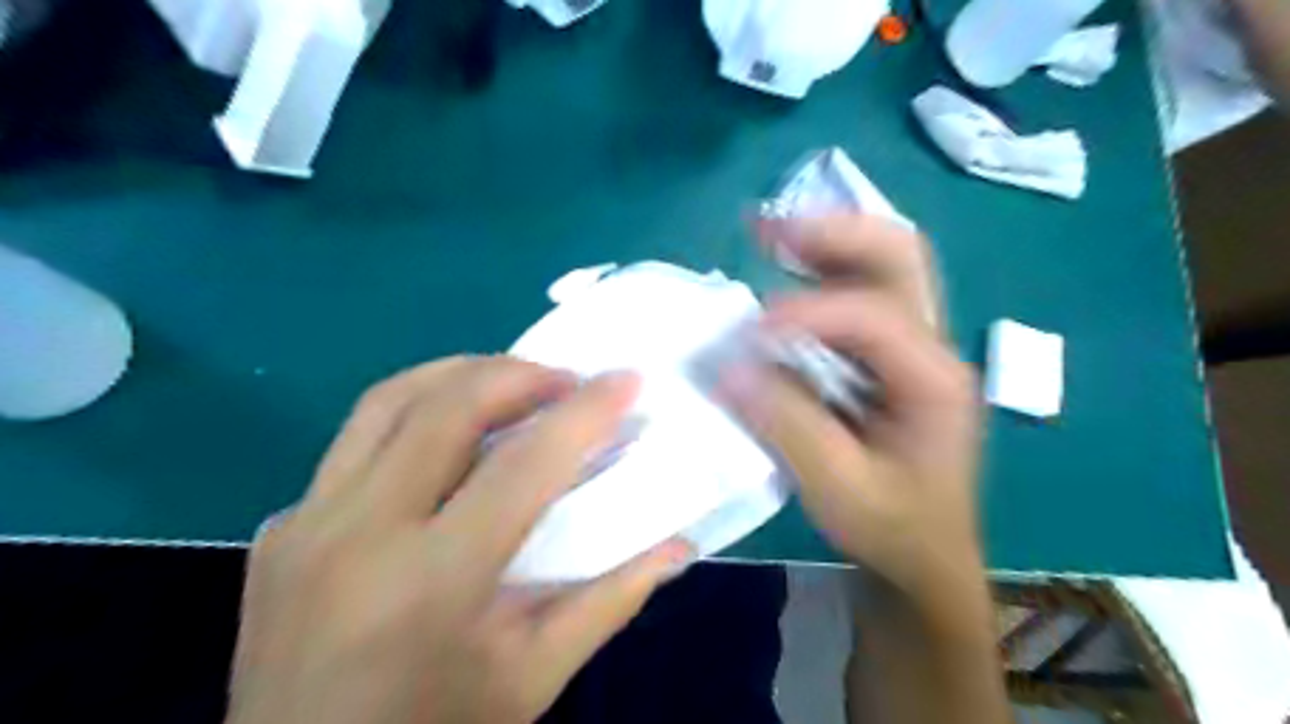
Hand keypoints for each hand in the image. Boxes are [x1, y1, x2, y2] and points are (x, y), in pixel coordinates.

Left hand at [228, 357, 689, 723]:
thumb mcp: (534, 678)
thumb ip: (609, 602)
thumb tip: (678, 545)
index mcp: (433, 583)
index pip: (523, 466)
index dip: (583, 414)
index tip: (626, 380)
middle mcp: (360, 535)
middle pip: (448, 409)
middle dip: (521, 375)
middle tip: (569, 381)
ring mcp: (308, 523)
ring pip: (388, 401)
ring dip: (463, 373)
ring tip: (514, 384)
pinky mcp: (284, 524)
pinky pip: (356, 437)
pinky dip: (417, 410)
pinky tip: (450, 433)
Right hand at [723, 212, 978, 604]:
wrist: (925, 555)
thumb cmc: (892, 527)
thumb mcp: (838, 488)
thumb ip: (786, 423)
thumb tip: (728, 364)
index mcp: (935, 380)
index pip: (873, 317)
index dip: (808, 314)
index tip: (749, 335)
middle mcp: (934, 348)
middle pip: (899, 257)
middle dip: (833, 234)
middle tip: (769, 229)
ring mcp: (914, 347)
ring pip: (882, 265)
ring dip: (825, 243)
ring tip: (768, 234)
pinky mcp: (889, 357)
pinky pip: (858, 296)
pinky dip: (818, 274)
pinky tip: (782, 272)